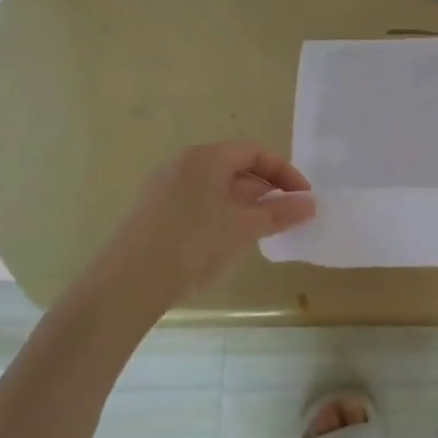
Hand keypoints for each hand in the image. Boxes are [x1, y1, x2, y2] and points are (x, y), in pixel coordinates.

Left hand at [76, 142, 314, 325]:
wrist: (127, 284)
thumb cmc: (193, 245)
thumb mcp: (244, 228)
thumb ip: (280, 213)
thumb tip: (310, 203)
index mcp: (205, 158)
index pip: (255, 153)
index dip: (284, 173)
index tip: (303, 199)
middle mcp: (182, 164)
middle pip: (234, 168)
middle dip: (265, 190)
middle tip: (286, 216)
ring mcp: (163, 188)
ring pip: (215, 187)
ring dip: (244, 205)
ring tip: (261, 231)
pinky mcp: (152, 212)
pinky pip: (197, 202)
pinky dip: (221, 214)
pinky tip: (227, 241)